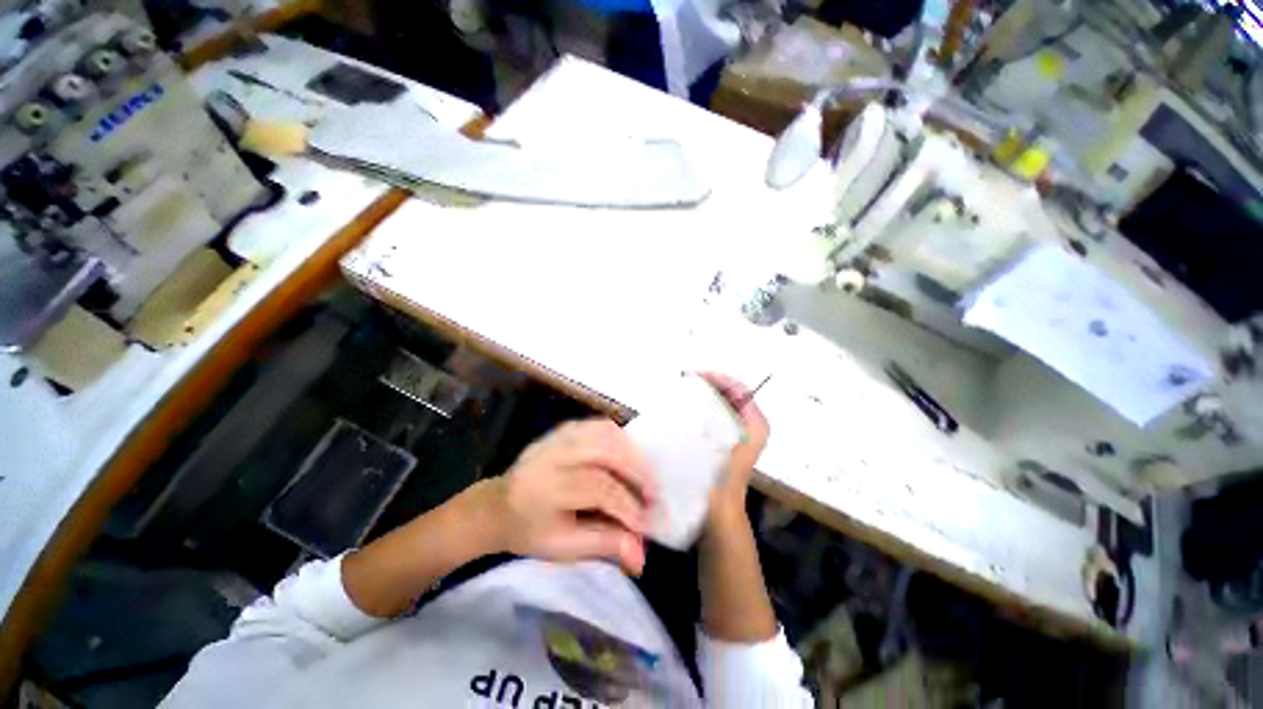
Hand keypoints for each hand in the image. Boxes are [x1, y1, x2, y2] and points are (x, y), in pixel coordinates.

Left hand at [487, 419, 656, 575]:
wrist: (499, 504)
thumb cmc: (529, 531)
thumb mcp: (562, 548)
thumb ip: (603, 545)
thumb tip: (641, 556)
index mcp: (545, 488)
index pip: (598, 489)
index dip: (627, 506)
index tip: (647, 525)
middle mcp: (552, 455)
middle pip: (605, 451)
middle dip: (636, 472)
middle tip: (654, 495)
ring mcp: (558, 436)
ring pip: (605, 432)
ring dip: (632, 452)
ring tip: (645, 476)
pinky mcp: (564, 428)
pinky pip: (599, 425)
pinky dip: (620, 439)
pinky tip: (628, 456)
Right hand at [698, 372, 769, 523]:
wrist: (721, 516)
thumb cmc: (720, 484)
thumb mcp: (718, 449)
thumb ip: (708, 421)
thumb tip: (693, 402)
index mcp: (756, 425)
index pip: (740, 389)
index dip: (718, 377)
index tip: (693, 375)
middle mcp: (752, 426)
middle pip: (732, 393)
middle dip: (709, 383)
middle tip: (684, 380)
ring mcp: (739, 433)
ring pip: (723, 403)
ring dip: (704, 394)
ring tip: (682, 390)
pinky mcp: (728, 441)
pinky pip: (716, 414)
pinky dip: (702, 407)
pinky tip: (685, 409)